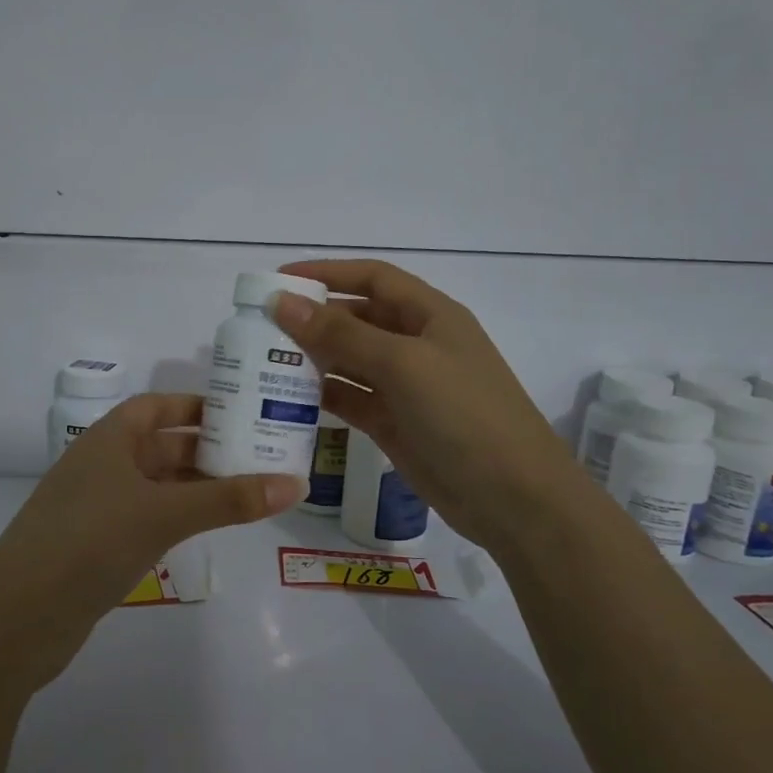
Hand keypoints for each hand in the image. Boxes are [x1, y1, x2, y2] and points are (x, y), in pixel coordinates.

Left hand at [0, 394, 302, 679]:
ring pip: (156, 485)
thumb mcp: (163, 513)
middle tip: (259, 455)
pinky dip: (177, 517)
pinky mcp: (97, 545)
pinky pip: (147, 517)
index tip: (240, 412)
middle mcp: (102, 465)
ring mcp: (97, 507)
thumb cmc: (91, 541)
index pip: (156, 406)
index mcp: (109, 439)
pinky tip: (205, 528)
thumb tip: (295, 484)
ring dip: (195, 486)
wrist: (19, 616)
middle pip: (161, 445)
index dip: (195, 405)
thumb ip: (228, 499)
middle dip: (205, 449)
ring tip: (246, 491)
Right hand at [271, 259, 570, 551]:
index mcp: (430, 315)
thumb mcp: (403, 365)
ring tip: (264, 360)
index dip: (327, 273)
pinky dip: (322, 395)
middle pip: (357, 318)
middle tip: (260, 325)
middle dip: (312, 318)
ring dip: (312, 358)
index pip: (372, 278)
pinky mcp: (394, 424)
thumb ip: (341, 334)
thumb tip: (282, 302)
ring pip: (349, 361)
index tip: (279, 279)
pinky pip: (350, 399)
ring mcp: (405, 387)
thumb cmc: (464, 415)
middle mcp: (416, 345)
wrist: (513, 499)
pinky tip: (287, 397)